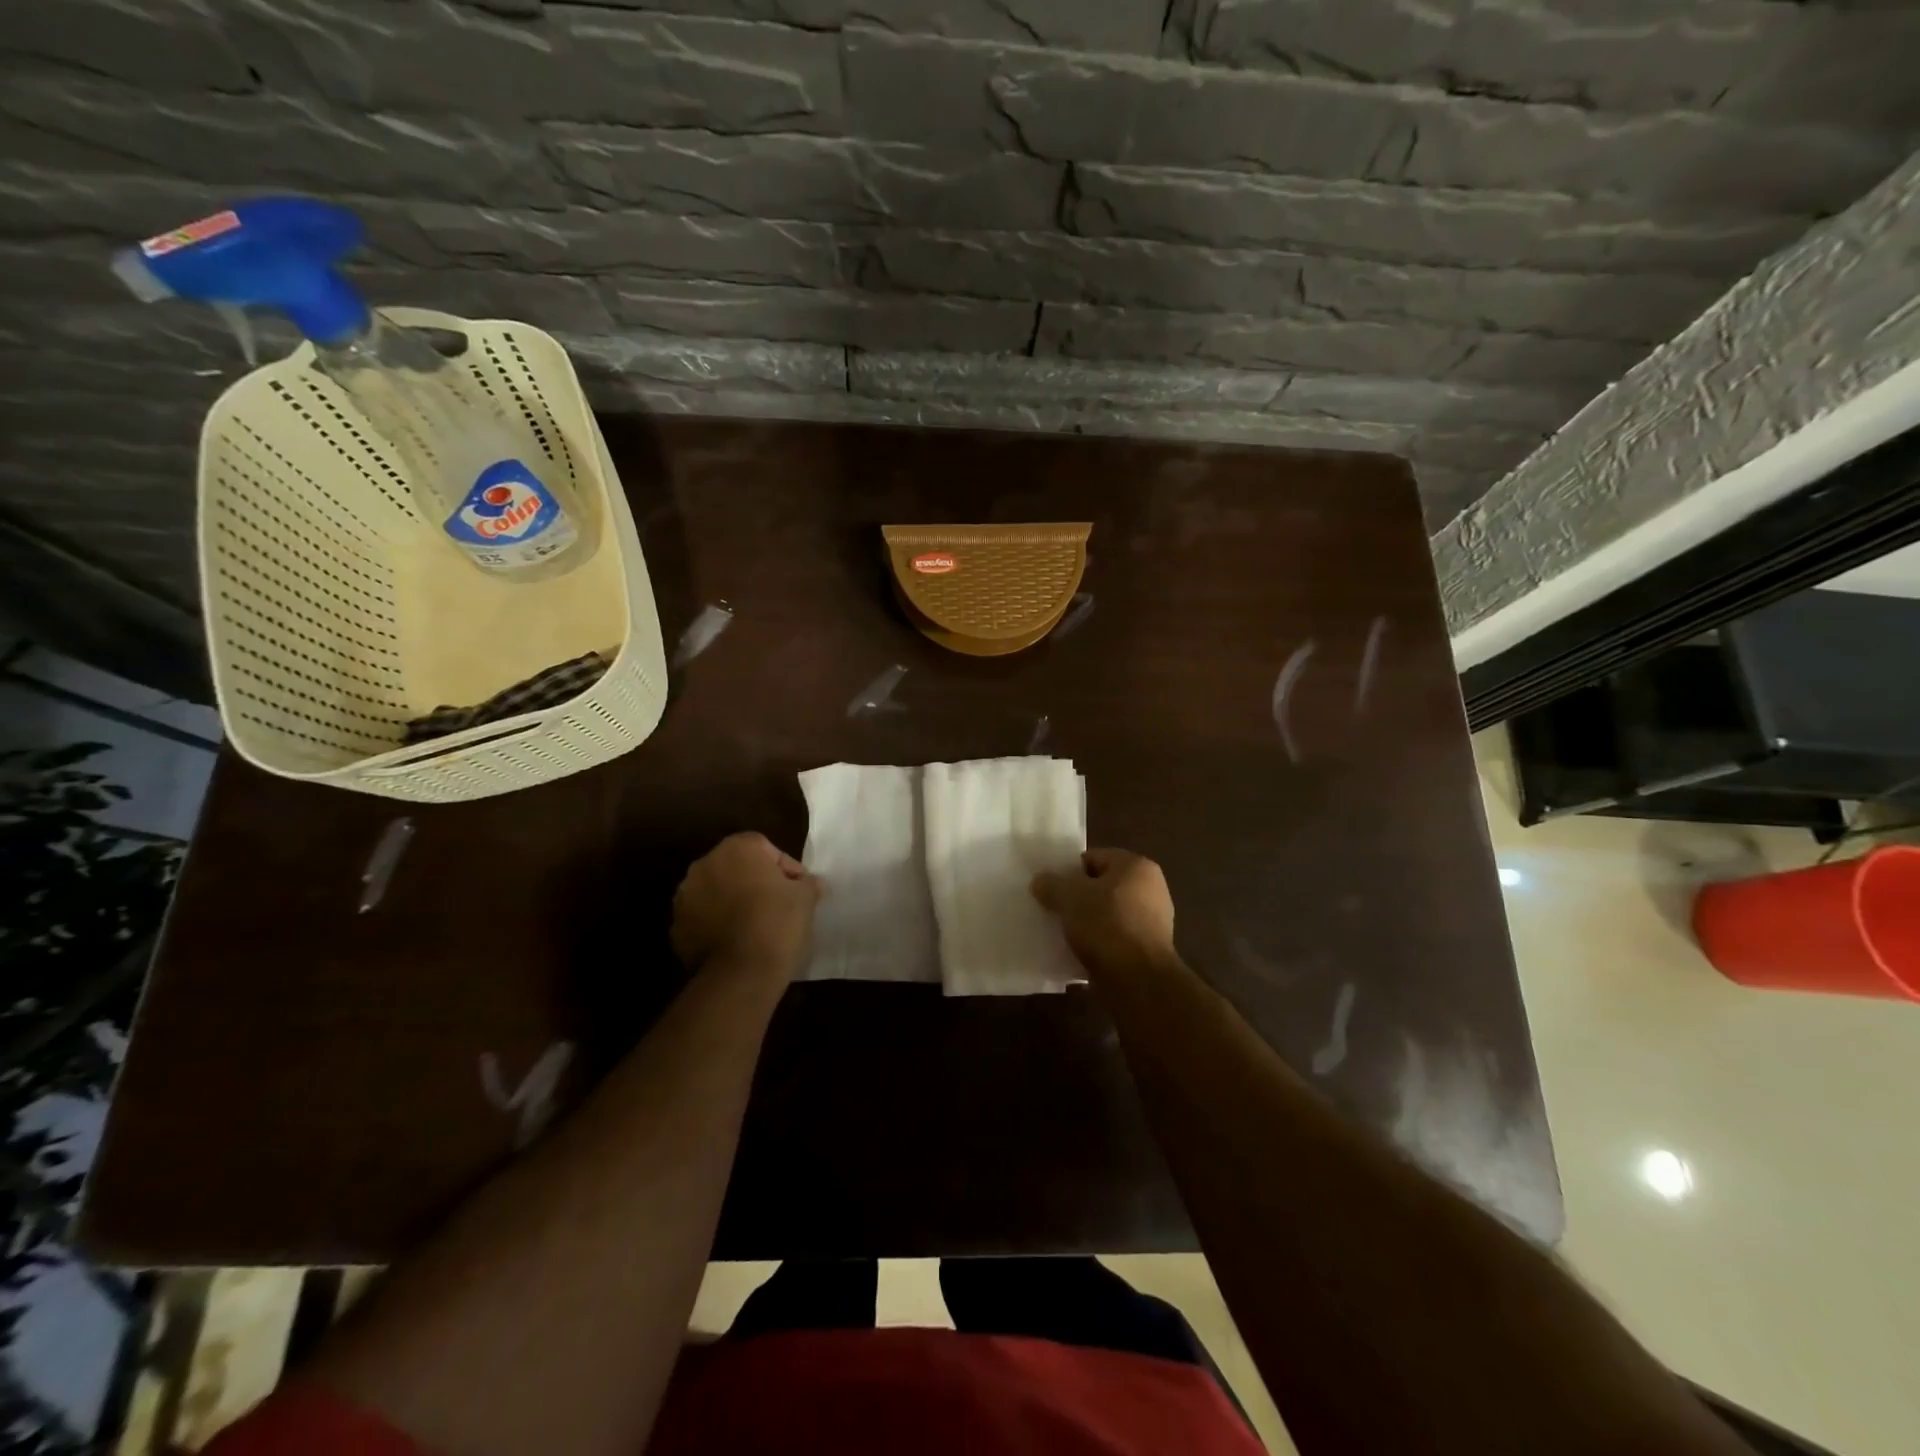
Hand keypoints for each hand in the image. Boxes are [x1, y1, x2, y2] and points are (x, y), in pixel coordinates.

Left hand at [672, 832, 819, 975]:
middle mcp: (705, 864)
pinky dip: (718, 924)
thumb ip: (807, 883)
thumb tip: (809, 883)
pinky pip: (703, 918)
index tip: (798, 889)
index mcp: (737, 849)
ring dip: (733, 902)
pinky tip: (737, 942)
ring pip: (717, 892)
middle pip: (737, 867)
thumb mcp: (806, 897)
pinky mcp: (677, 928)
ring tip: (756, 926)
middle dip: (755, 882)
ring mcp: (685, 897)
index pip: (765, 848)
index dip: (785, 868)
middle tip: (778, 905)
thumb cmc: (777, 922)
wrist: (741, 973)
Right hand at [1031, 848, 1176, 976]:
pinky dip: (1099, 942)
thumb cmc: (1106, 925)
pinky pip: (1115, 937)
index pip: (1093, 858)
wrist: (1138, 981)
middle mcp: (1151, 888)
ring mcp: (1153, 920)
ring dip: (1087, 922)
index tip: (1050, 888)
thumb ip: (1052, 884)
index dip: (1068, 871)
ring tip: (1063, 933)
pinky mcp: (1149, 949)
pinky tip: (1079, 952)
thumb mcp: (1069, 897)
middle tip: (1053, 909)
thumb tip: (1040, 881)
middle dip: (1077, 897)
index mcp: (1136, 866)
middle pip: (1101, 886)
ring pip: (1108, 913)